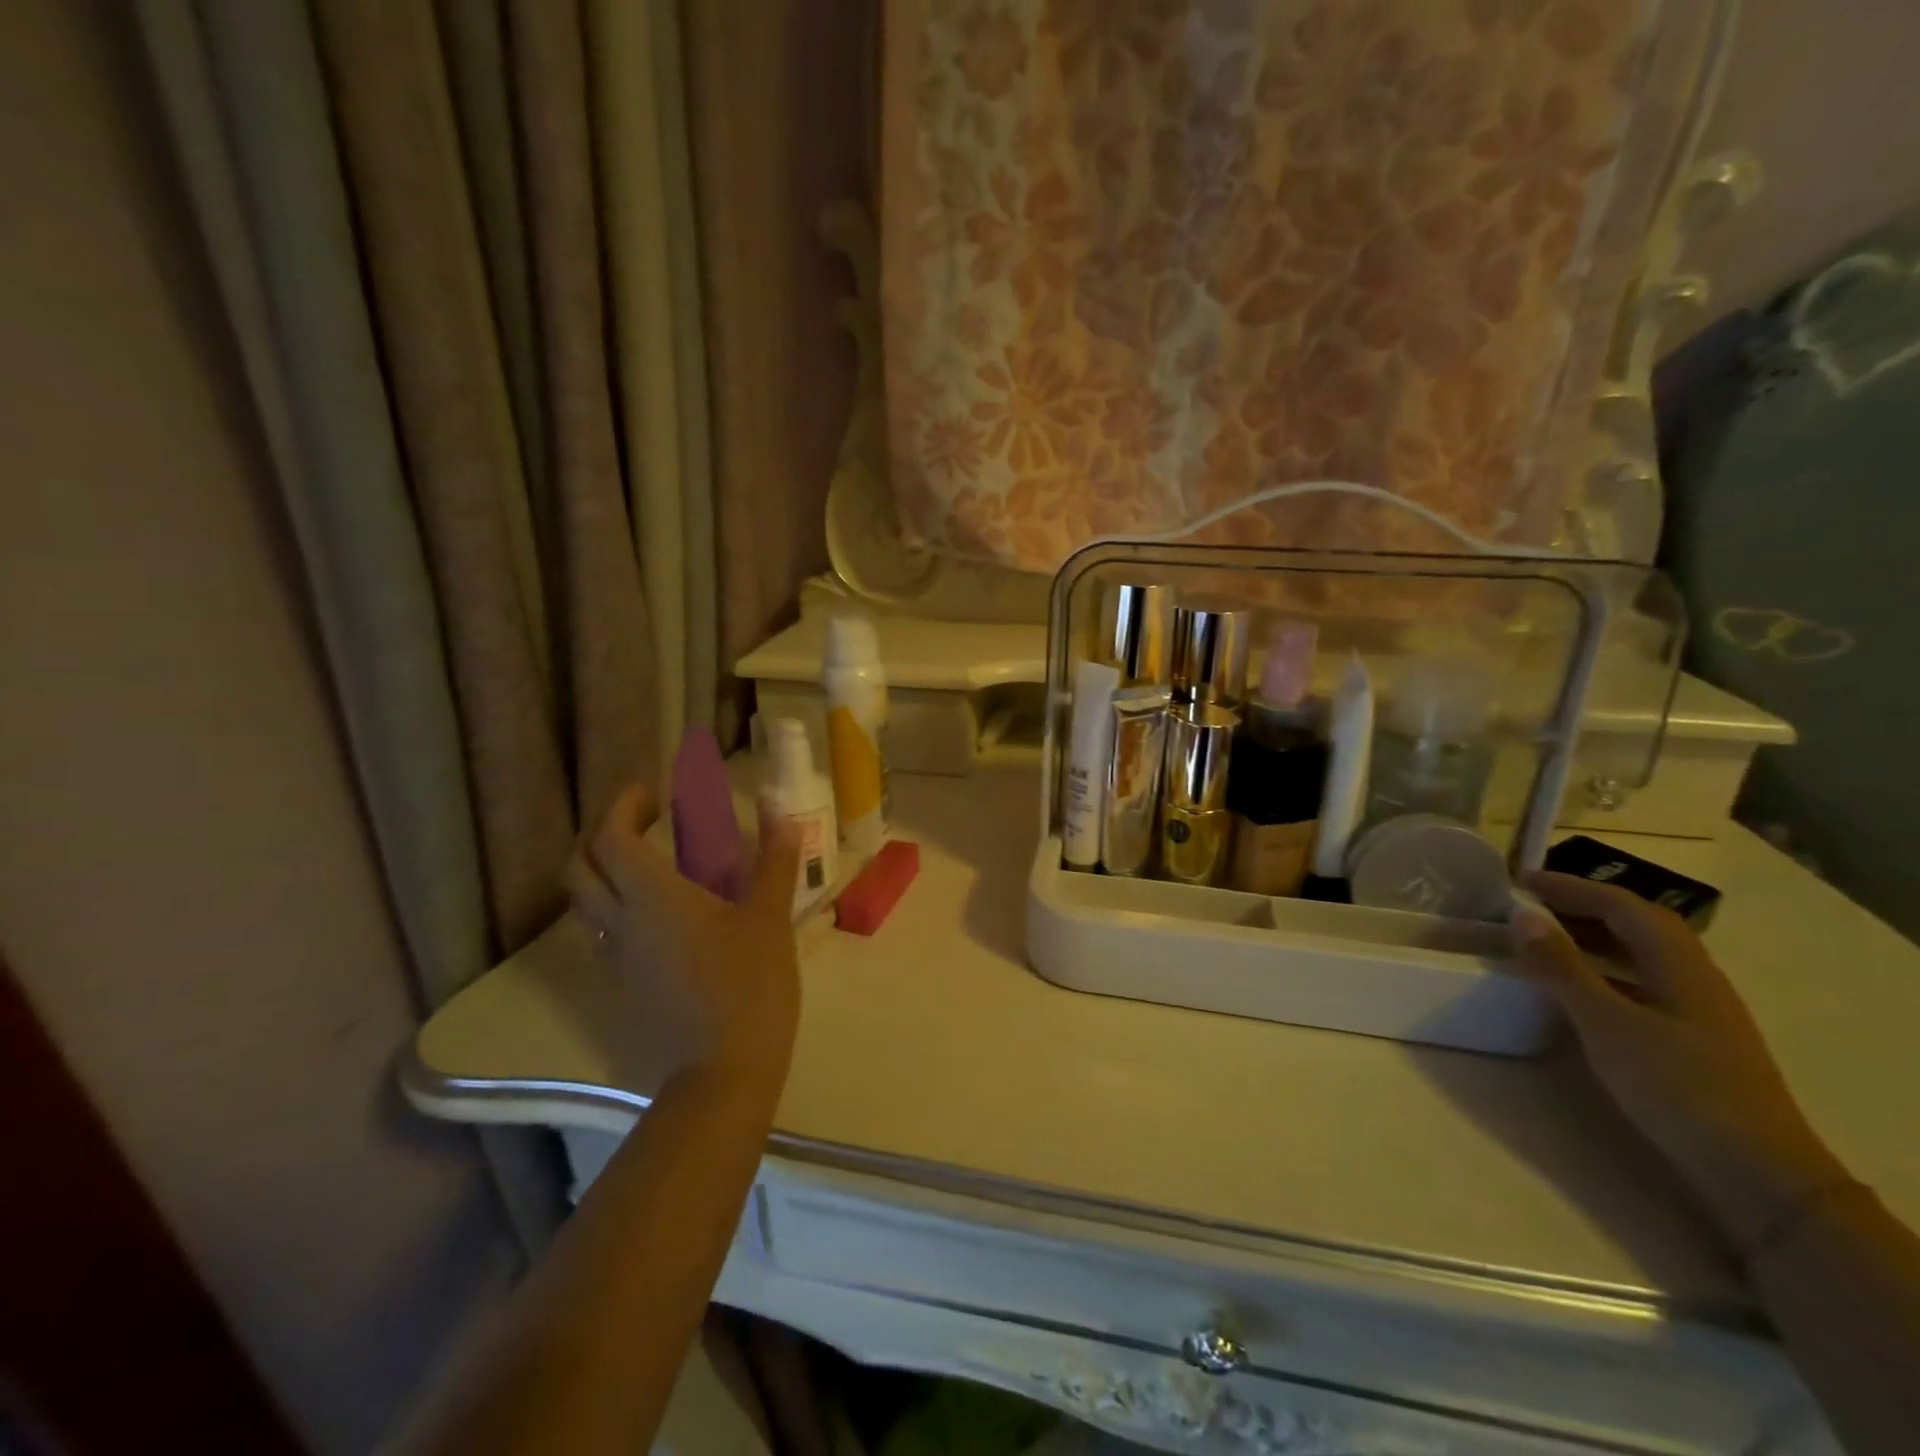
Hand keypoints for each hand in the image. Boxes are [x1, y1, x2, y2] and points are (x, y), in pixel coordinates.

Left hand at [568, 784, 802, 1089]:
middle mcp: (619, 921)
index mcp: (652, 896)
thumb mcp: (769, 917)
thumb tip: (782, 814)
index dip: (622, 806)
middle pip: (579, 866)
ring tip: (647, 861)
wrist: (724, 1069)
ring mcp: (615, 956)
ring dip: (601, 869)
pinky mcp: (622, 983)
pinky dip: (615, 903)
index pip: (610, 837)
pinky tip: (657, 911)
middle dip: (600, 833)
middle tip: (641, 821)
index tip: (652, 794)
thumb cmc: (749, 984)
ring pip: (583, 901)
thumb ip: (773, 861)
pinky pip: (601, 929)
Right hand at [1512, 871, 1849, 1252]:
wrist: (1756, 1172)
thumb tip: (1523, 916)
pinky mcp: (1694, 1037)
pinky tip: (1581, 987)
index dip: (1570, 887)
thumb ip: (1562, 967)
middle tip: (1530, 904)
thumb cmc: (1677, 1086)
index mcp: (1680, 963)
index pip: (1622, 905)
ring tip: (1546, 937)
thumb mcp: (1606, 1023)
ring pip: (1642, 954)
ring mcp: (1699, 1009)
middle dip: (1584, 906)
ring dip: (1595, 936)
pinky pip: (1642, 981)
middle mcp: (1695, 976)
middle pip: (1638, 923)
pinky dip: (1606, 968)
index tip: (1520, 881)